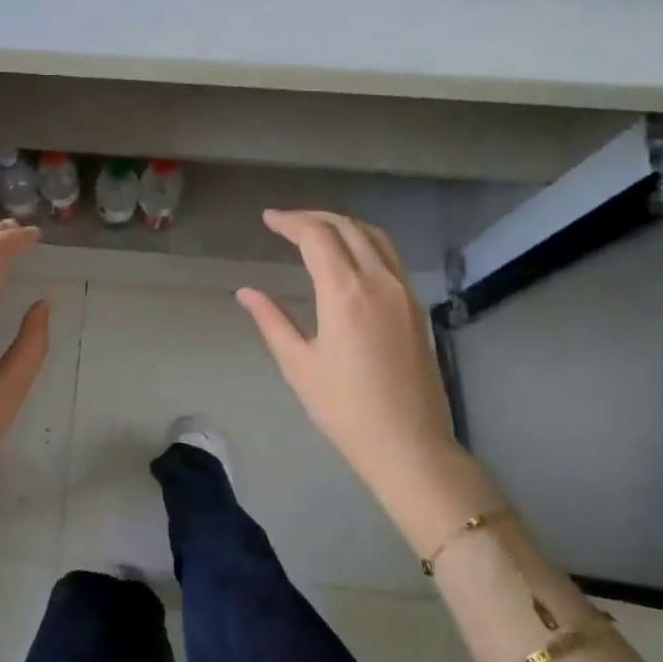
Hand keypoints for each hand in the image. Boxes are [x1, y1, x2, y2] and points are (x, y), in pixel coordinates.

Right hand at [236, 210, 478, 537]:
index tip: (268, 219)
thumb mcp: (298, 365)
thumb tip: (246, 292)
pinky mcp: (416, 307)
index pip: (317, 236)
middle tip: (286, 222)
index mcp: (345, 293)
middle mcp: (379, 281)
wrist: (408, 444)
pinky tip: (349, 258)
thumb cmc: (344, 409)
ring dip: (343, 225)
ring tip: (316, 231)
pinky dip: (364, 242)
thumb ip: (272, 320)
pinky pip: (390, 256)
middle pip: (348, 227)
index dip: (290, 222)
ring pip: (375, 237)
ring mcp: (404, 292)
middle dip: (315, 217)